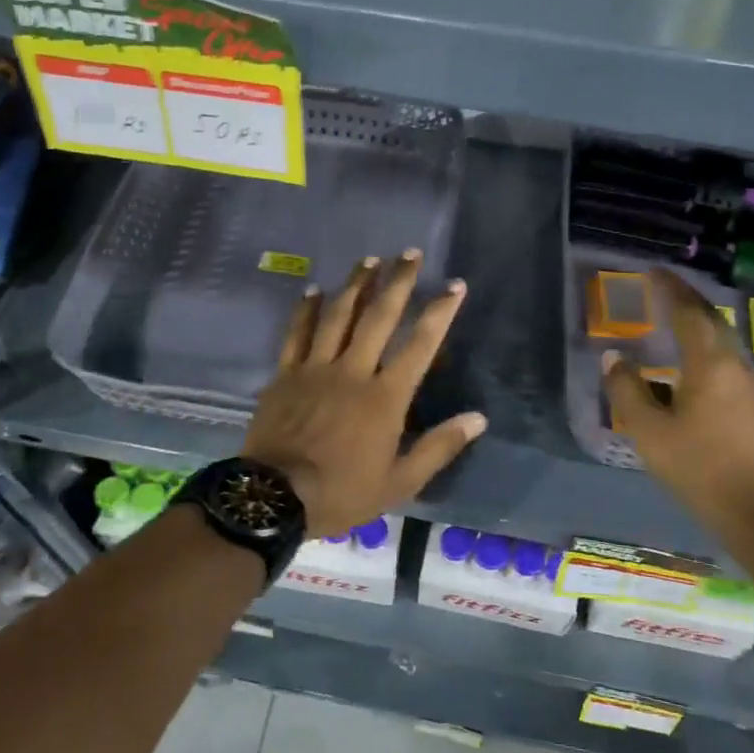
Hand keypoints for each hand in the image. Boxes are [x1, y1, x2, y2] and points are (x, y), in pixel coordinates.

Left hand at [242, 250, 486, 538]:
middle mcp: (353, 371)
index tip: (454, 285)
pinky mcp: (286, 374)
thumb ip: (439, 447)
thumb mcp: (400, 482)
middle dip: (398, 282)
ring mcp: (316, 368)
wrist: (275, 498)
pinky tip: (314, 289)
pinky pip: (297, 333)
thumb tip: (478, 419)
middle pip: (379, 317)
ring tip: (370, 260)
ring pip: (339, 315)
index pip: (421, 345)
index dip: (440, 312)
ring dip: (356, 285)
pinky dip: (307, 309)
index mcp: (385, 397)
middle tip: (410, 253)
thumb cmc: (343, 492)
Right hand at [602, 269, 753, 528]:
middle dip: (688, 301)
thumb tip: (614, 358)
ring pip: (724, 342)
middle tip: (664, 288)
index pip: (689, 313)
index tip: (653, 271)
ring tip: (675, 321)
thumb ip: (628, 391)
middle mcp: (737, 365)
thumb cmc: (700, 469)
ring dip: (699, 325)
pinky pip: (729, 362)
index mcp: (711, 364)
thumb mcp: (650, 432)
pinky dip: (707, 349)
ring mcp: (753, 387)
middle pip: (712, 321)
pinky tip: (694, 365)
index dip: (670, 290)